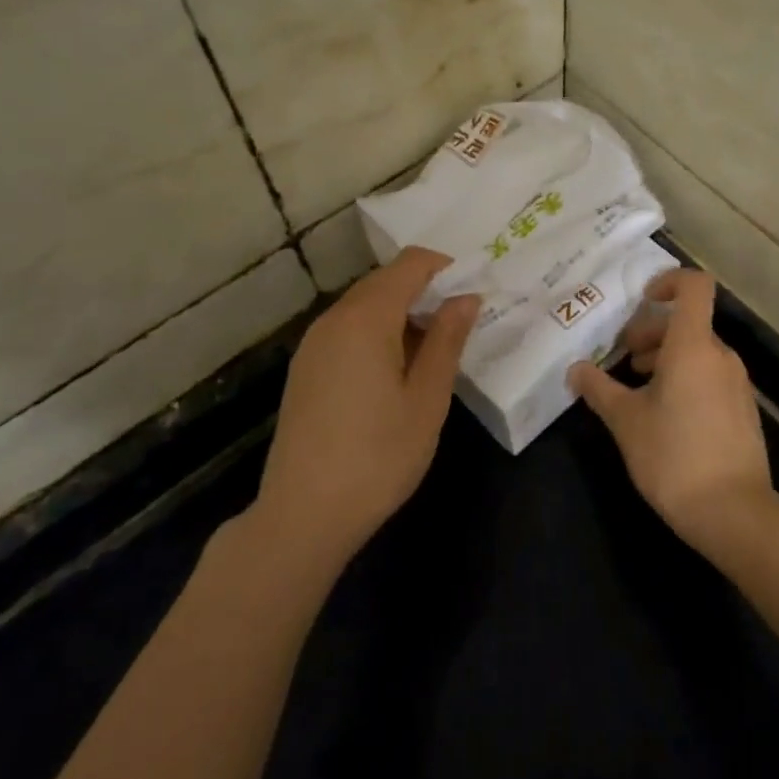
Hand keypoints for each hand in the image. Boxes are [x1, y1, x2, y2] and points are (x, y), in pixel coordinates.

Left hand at [255, 247, 480, 562]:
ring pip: (366, 305)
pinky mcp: (306, 368)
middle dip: (427, 291)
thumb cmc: (378, 455)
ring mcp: (314, 344)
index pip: (411, 263)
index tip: (475, 294)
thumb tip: (466, 298)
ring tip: (435, 352)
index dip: (447, 268)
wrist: (303, 515)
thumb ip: (448, 339)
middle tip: (462, 324)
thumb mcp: (427, 398)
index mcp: (366, 317)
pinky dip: (379, 333)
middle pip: (386, 280)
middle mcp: (334, 318)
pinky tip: (397, 372)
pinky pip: (348, 330)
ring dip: (403, 313)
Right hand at [567, 269, 774, 549]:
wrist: (734, 513)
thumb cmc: (673, 456)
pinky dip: (686, 379)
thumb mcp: (625, 421)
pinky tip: (664, 415)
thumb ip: (598, 389)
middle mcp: (721, 356)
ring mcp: (737, 383)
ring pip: (698, 352)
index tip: (641, 301)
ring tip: (638, 388)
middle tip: (624, 359)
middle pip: (688, 322)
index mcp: (693, 346)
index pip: (694, 286)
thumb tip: (575, 369)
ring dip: (666, 358)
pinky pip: (711, 376)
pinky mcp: (743, 410)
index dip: (668, 281)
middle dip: (652, 333)